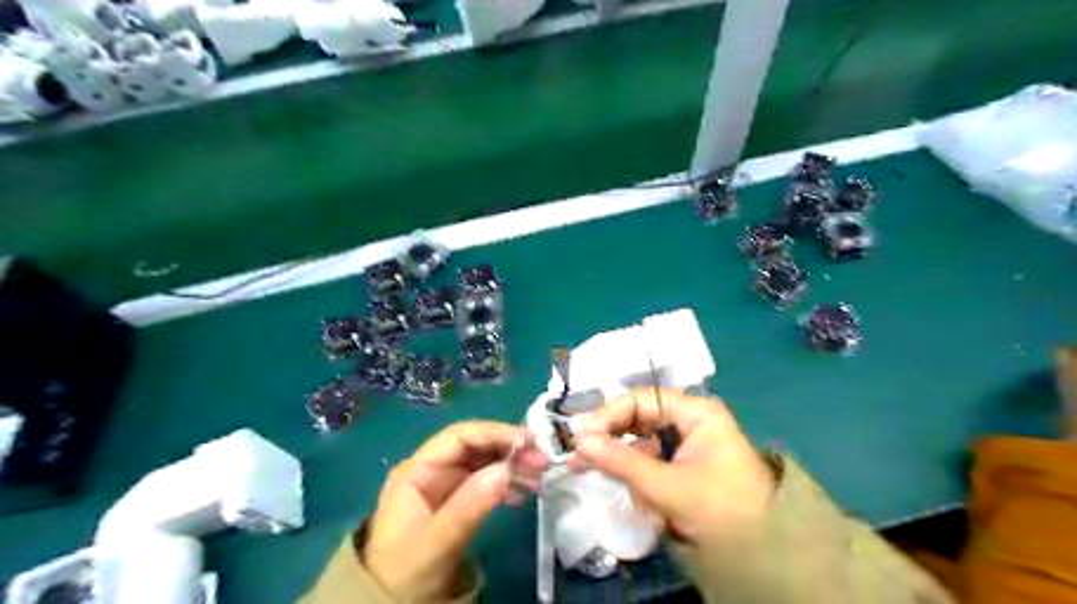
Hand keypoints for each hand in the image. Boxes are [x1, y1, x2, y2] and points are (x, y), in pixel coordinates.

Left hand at [369, 423, 549, 600]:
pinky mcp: (458, 501)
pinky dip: (508, 482)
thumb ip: (469, 505)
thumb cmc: (406, 573)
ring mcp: (446, 485)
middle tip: (541, 459)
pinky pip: (487, 481)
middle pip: (475, 445)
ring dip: (513, 464)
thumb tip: (506, 468)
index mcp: (416, 470)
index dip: (494, 433)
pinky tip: (525, 491)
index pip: (459, 437)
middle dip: (508, 448)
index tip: (527, 441)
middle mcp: (432, 470)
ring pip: (484, 461)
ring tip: (540, 474)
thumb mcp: (436, 542)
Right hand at [571, 388, 774, 545]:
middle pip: (639, 416)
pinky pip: (650, 457)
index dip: (609, 414)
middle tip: (578, 451)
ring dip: (617, 454)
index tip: (581, 434)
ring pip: (641, 438)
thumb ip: (622, 461)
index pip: (643, 400)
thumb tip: (579, 442)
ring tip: (585, 466)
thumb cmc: (720, 510)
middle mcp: (690, 419)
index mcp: (696, 412)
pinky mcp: (683, 463)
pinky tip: (615, 479)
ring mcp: (687, 441)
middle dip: (610, 435)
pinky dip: (632, 468)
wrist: (764, 553)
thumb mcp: (668, 486)